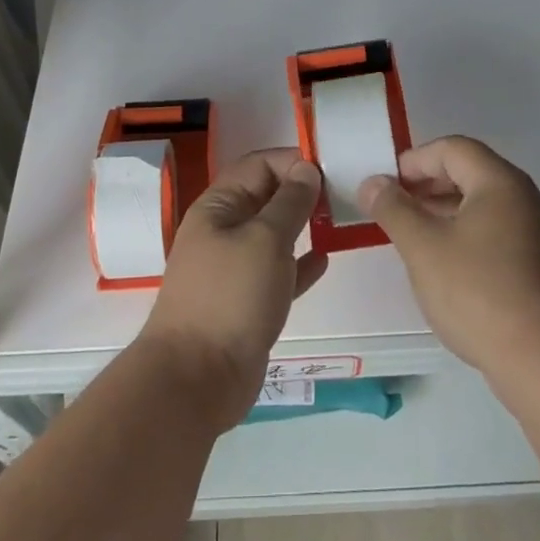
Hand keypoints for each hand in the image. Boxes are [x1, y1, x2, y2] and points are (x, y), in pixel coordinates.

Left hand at [137, 148, 328, 430]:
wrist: (196, 379)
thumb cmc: (231, 297)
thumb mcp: (265, 240)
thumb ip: (289, 203)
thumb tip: (306, 169)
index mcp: (218, 207)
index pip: (258, 165)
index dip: (291, 161)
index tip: (329, 168)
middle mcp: (224, 231)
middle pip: (266, 197)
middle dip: (301, 191)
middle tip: (343, 194)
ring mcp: (235, 268)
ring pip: (273, 235)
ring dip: (302, 225)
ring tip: (339, 221)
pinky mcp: (248, 301)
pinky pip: (278, 272)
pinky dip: (299, 263)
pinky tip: (324, 260)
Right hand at [363, 136, 539, 380]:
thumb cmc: (477, 292)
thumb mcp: (422, 247)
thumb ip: (393, 208)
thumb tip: (372, 183)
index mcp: (499, 181)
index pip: (452, 148)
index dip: (414, 160)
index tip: (385, 184)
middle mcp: (521, 196)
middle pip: (467, 170)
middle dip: (426, 182)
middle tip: (393, 204)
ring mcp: (532, 229)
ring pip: (478, 201)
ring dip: (441, 207)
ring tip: (409, 231)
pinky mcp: (533, 260)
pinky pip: (490, 227)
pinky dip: (461, 230)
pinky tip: (440, 259)